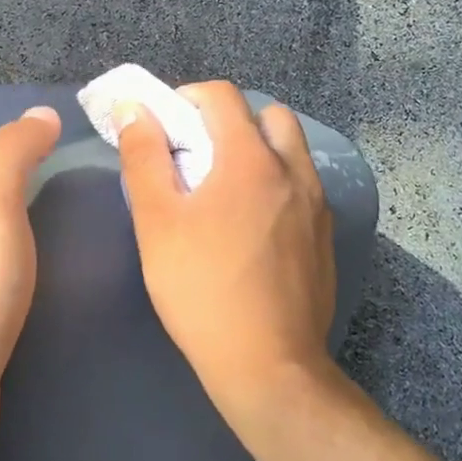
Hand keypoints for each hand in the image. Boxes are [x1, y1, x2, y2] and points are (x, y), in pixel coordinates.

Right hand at [116, 81, 338, 422]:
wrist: (268, 365)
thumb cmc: (201, 289)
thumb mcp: (157, 222)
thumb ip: (144, 157)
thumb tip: (135, 109)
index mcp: (250, 159)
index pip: (221, 96)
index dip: (186, 97)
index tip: (164, 126)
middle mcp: (293, 170)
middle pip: (267, 115)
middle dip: (229, 120)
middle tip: (197, 155)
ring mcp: (317, 204)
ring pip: (291, 150)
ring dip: (258, 150)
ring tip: (225, 189)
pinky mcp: (325, 236)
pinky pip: (302, 186)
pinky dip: (276, 183)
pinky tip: (251, 226)